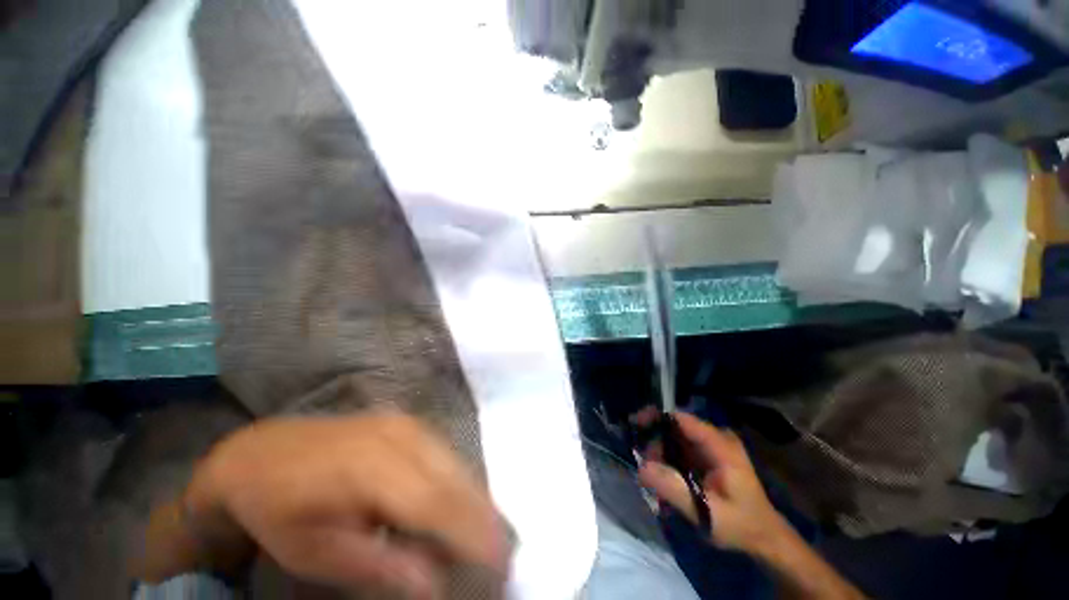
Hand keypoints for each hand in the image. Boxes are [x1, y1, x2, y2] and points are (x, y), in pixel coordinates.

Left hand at [157, 411, 507, 597]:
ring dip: (475, 498)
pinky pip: (446, 452)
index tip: (499, 559)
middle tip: (502, 550)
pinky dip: (460, 480)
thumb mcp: (315, 553)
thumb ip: (378, 565)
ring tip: (487, 531)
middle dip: (482, 514)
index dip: (469, 529)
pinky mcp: (410, 421)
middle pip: (452, 477)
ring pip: (455, 462)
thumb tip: (435, 584)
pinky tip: (463, 502)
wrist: (266, 451)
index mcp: (369, 468)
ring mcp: (407, 422)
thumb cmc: (280, 508)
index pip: (432, 500)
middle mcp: (398, 436)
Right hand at [637, 412, 789, 554]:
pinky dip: (669, 459)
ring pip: (675, 437)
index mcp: (720, 444)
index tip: (634, 425)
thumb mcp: (706, 512)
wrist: (764, 538)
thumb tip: (641, 468)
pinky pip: (681, 448)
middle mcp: (715, 438)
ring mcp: (712, 446)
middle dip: (655, 441)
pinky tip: (665, 477)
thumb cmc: (740, 525)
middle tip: (644, 463)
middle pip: (675, 427)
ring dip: (660, 452)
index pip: (681, 419)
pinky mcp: (708, 455)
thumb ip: (674, 489)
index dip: (656, 417)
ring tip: (653, 475)